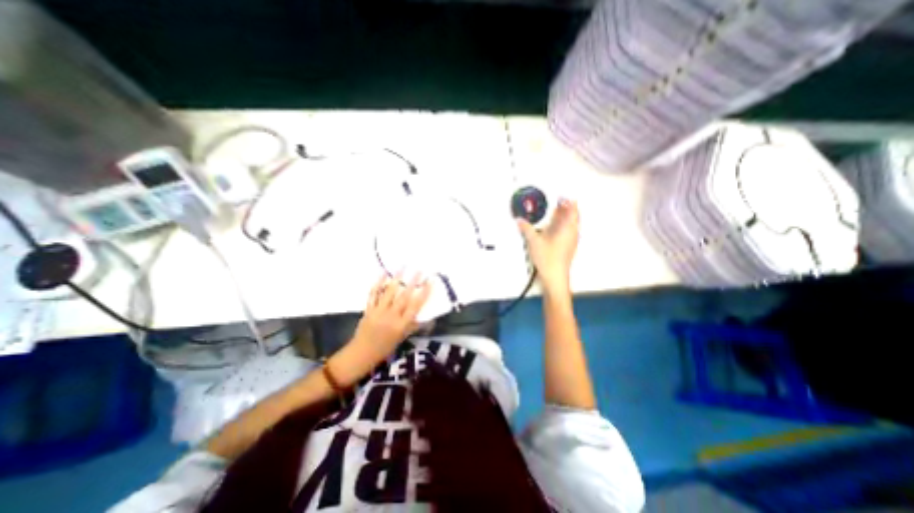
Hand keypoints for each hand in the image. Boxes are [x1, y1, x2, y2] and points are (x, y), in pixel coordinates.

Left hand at [351, 275, 432, 362]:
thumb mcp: (402, 339)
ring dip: (396, 279)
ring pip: (389, 292)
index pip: (415, 306)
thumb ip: (413, 326)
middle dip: (412, 283)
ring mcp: (379, 312)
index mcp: (401, 325)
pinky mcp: (369, 309)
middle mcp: (391, 316)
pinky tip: (382, 274)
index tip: (429, 282)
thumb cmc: (385, 348)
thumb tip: (428, 318)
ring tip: (402, 267)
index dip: (424, 294)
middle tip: (419, 270)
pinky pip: (373, 294)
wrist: (361, 354)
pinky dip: (378, 284)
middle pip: (404, 297)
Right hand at [520, 198, 575, 294]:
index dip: (568, 201)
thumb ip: (526, 228)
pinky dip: (562, 226)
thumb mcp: (534, 241)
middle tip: (559, 202)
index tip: (562, 196)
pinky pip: (568, 232)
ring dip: (564, 217)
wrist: (554, 276)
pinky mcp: (568, 247)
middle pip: (573, 216)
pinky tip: (553, 229)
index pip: (573, 209)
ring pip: (571, 224)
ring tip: (555, 214)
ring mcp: (572, 241)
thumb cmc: (549, 260)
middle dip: (566, 208)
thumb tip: (520, 221)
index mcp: (568, 228)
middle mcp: (573, 233)